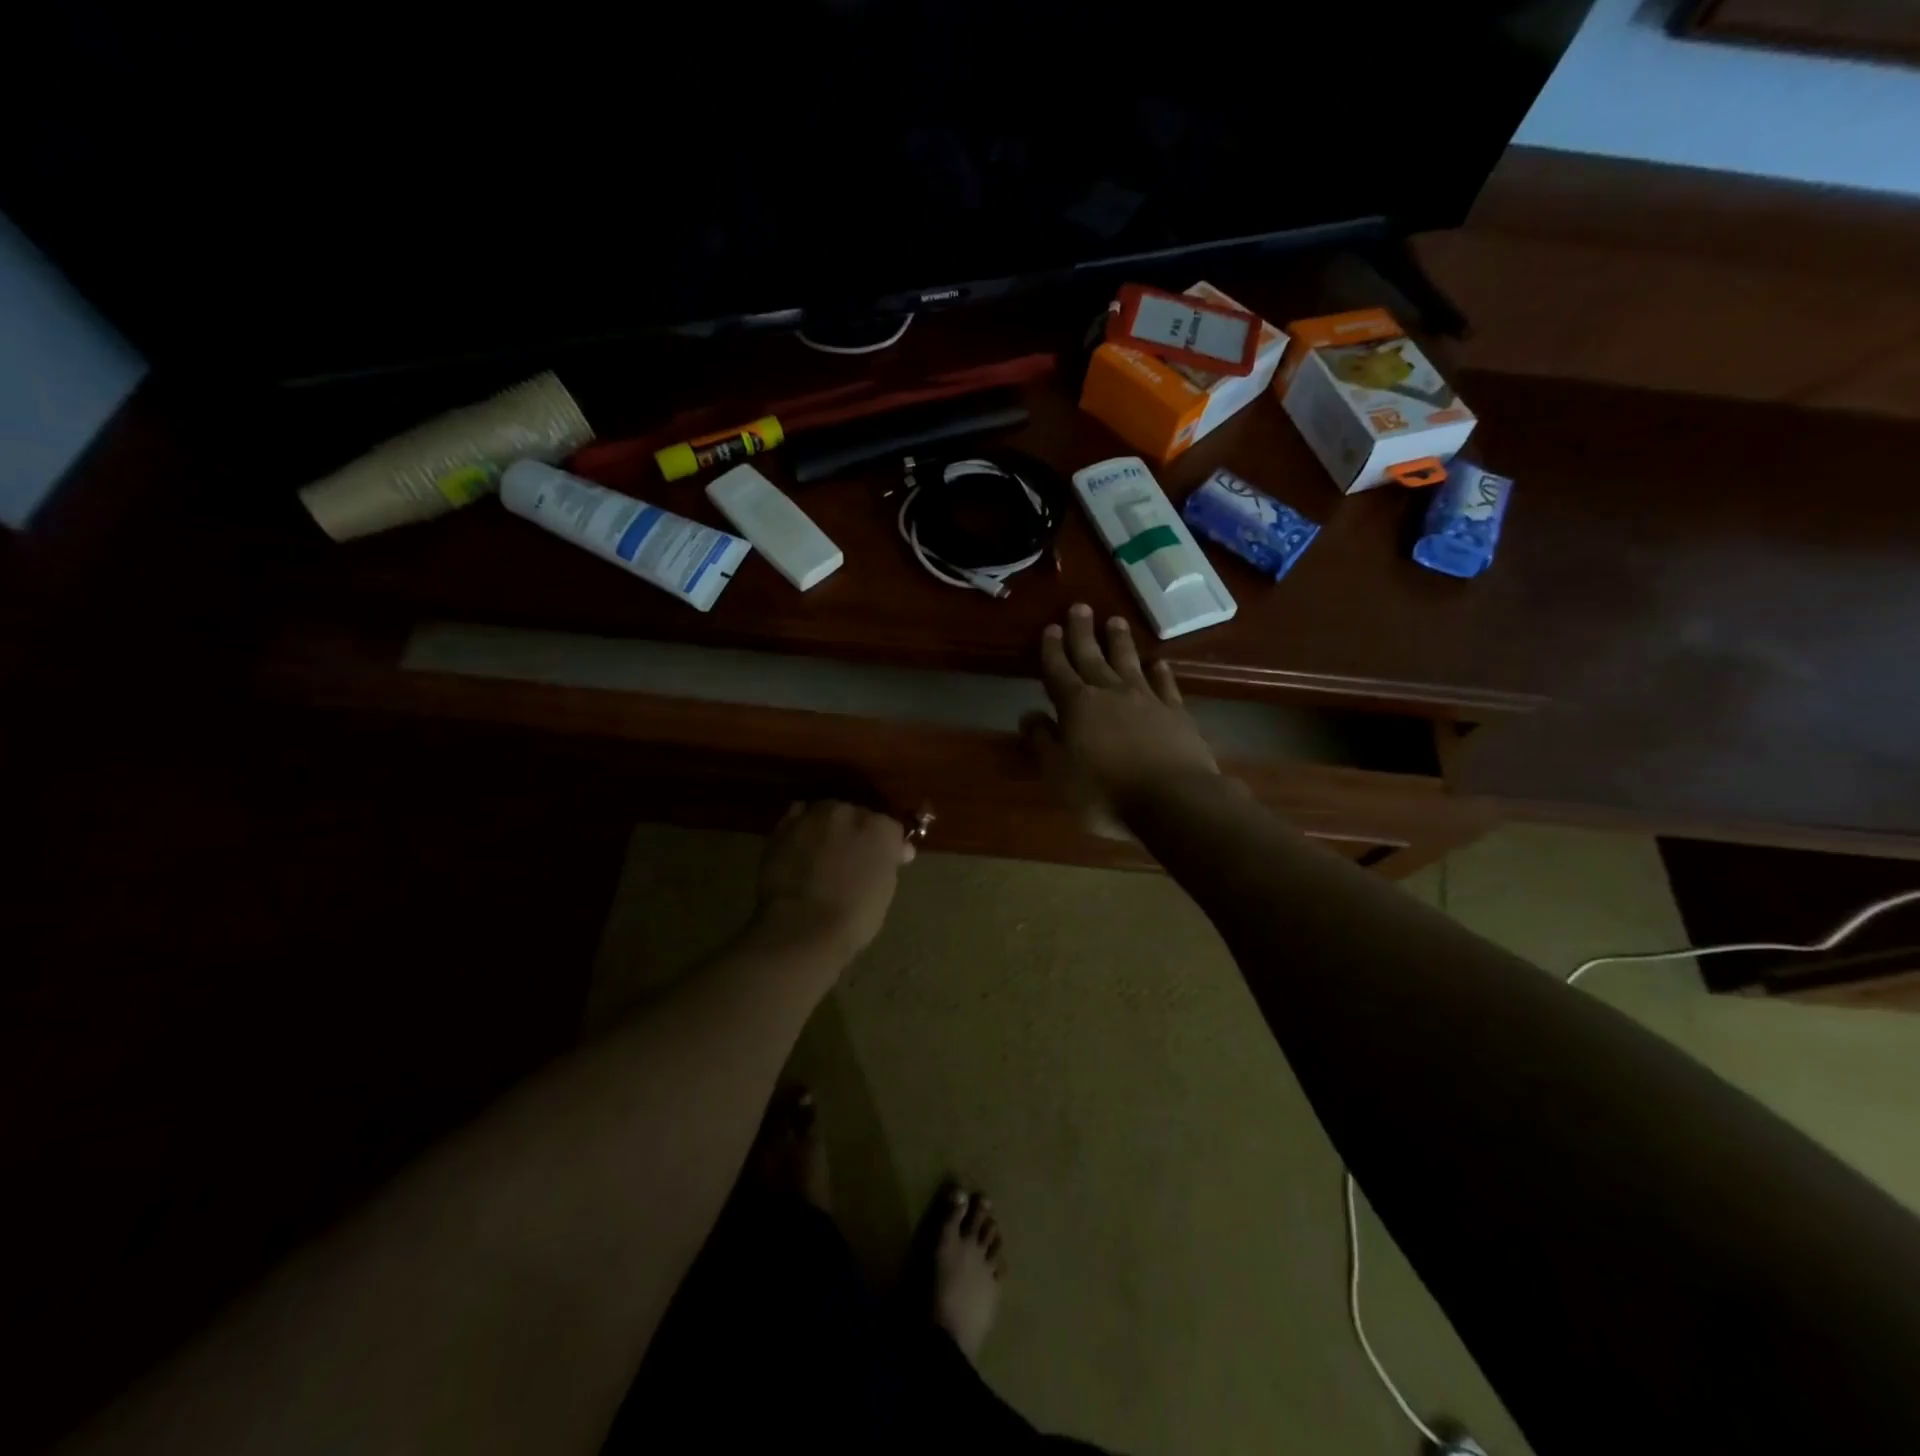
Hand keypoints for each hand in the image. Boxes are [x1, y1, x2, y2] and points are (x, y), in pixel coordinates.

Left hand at [753, 800, 914, 963]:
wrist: (801, 928)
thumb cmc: (854, 918)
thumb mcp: (885, 890)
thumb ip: (888, 862)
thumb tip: (898, 850)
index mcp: (881, 828)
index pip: (890, 828)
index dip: (887, 846)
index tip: (885, 862)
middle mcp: (848, 812)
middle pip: (856, 814)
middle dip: (856, 832)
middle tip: (851, 858)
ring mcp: (813, 817)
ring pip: (825, 812)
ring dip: (827, 826)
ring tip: (822, 851)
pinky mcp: (783, 827)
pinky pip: (797, 817)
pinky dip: (801, 827)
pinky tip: (800, 845)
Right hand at [1023, 604, 1218, 835]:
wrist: (1173, 799)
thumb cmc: (1106, 792)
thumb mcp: (1059, 773)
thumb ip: (1042, 741)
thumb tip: (1029, 714)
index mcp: (1077, 705)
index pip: (1058, 671)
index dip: (1052, 650)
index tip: (1051, 628)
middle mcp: (1110, 692)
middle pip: (1092, 656)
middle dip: (1082, 633)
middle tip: (1079, 607)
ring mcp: (1146, 699)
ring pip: (1128, 662)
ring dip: (1120, 642)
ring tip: (1115, 621)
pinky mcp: (1176, 712)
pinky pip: (1165, 684)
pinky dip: (1160, 671)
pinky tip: (1159, 663)